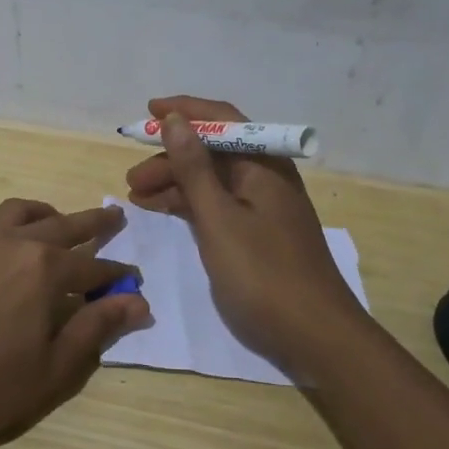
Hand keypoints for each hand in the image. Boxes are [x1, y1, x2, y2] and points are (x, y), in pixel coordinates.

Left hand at [0, 198, 148, 444]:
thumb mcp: (55, 367)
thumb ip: (97, 327)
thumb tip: (138, 301)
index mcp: (46, 269)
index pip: (94, 267)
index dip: (116, 275)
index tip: (132, 280)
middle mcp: (13, 242)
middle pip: (63, 226)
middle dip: (93, 223)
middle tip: (114, 217)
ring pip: (14, 211)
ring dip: (40, 212)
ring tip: (53, 218)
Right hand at [125, 96, 368, 376]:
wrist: (316, 337)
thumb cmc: (263, 273)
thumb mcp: (219, 218)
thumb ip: (194, 168)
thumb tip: (176, 119)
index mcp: (264, 165)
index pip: (222, 119)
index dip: (185, 110)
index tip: (148, 111)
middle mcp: (266, 178)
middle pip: (214, 152)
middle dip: (171, 157)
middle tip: (132, 178)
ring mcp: (264, 209)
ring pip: (213, 181)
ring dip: (176, 183)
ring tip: (137, 197)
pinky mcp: (259, 235)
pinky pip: (219, 206)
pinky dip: (191, 206)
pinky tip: (164, 212)